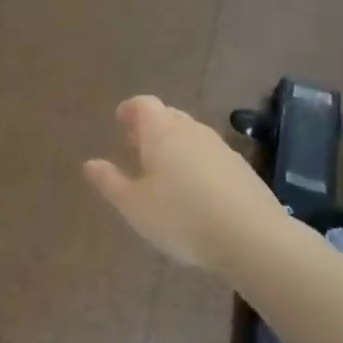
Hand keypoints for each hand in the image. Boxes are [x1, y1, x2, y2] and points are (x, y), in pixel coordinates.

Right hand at [85, 95, 274, 274]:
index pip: (143, 104)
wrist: (252, 237)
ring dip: (175, 145)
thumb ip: (110, 181)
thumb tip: (90, 163)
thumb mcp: (134, 205)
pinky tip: (194, 191)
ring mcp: (221, 148)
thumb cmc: (180, 217)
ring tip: (162, 170)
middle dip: (151, 127)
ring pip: (191, 136)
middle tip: (136, 146)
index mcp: (162, 132)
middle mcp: (192, 131)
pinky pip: (210, 156)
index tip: (120, 120)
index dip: (130, 109)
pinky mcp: (242, 169)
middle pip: (169, 116)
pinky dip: (196, 163)